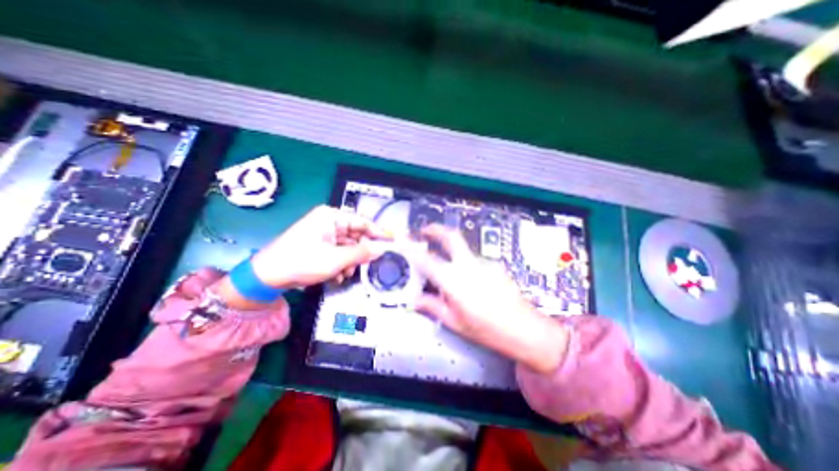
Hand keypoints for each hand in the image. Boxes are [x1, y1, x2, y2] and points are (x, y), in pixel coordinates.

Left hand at [214, 205, 387, 309]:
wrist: (267, 276)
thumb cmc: (301, 261)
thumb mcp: (335, 259)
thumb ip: (361, 253)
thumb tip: (381, 249)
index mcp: (331, 217)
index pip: (362, 222)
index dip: (378, 232)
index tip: (392, 240)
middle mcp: (329, 222)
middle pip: (356, 235)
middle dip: (360, 253)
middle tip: (366, 266)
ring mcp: (324, 233)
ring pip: (348, 246)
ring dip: (350, 261)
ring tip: (346, 274)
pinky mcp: (319, 244)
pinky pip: (339, 251)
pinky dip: (341, 263)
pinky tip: (338, 275)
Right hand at [413, 225, 570, 375]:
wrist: (524, 329)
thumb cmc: (487, 329)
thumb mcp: (455, 322)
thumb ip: (432, 306)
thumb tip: (415, 300)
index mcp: (454, 281)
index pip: (426, 259)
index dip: (410, 246)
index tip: (402, 236)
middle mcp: (468, 266)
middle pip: (451, 236)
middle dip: (436, 229)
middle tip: (425, 230)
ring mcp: (484, 263)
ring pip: (463, 250)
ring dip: (453, 253)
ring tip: (451, 273)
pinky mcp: (495, 265)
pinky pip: (475, 261)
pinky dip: (467, 265)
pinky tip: (471, 282)